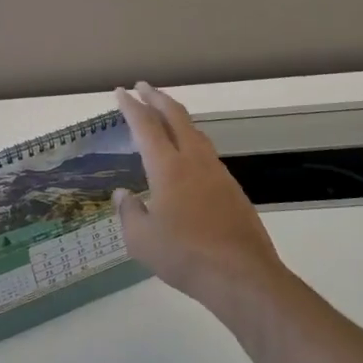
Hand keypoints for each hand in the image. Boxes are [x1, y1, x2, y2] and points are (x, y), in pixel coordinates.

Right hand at [113, 83, 292, 310]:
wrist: (241, 275)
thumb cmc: (185, 256)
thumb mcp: (142, 240)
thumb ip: (129, 212)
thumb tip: (124, 194)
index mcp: (168, 167)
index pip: (146, 125)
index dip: (131, 106)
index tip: (122, 91)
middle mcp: (194, 161)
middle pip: (176, 116)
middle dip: (157, 98)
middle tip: (143, 87)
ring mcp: (217, 173)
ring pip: (196, 132)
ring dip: (177, 118)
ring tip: (165, 117)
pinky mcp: (232, 189)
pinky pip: (207, 153)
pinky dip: (192, 141)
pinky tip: (188, 158)